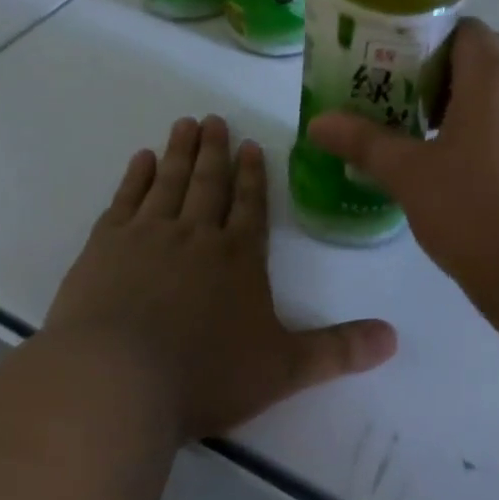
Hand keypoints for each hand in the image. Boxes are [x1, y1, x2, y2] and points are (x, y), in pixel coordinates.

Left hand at [44, 115, 397, 440]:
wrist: (117, 380)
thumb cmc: (205, 374)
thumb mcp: (283, 369)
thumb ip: (338, 351)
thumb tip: (394, 338)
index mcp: (238, 257)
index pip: (251, 205)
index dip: (253, 175)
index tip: (250, 145)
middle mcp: (196, 235)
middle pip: (209, 183)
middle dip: (215, 151)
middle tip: (214, 119)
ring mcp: (147, 235)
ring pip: (170, 182)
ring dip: (180, 152)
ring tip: (184, 124)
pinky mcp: (105, 246)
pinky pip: (125, 199)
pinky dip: (135, 177)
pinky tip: (141, 160)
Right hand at [305, 20, 498, 295]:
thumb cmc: (478, 212)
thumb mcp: (410, 176)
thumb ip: (364, 142)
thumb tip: (318, 123)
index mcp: (495, 73)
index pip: (462, 30)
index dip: (426, 45)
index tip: (396, 74)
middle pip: (488, 55)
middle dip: (447, 74)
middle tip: (409, 106)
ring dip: (476, 102)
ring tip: (437, 139)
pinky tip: (477, 170)